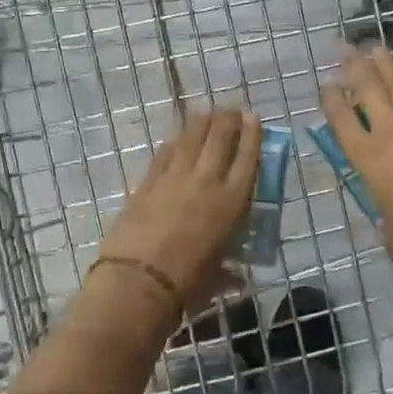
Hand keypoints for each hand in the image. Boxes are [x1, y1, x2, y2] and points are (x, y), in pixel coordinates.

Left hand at [97, 108, 261, 307]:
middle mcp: (206, 181)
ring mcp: (174, 177)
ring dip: (200, 121)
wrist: (139, 280)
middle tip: (232, 110)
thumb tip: (236, 279)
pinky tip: (177, 137)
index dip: (252, 135)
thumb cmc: (187, 283)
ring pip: (190, 138)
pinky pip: (165, 153)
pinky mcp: (147, 182)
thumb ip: (229, 270)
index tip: (254, 118)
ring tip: (206, 112)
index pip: (248, 158)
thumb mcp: (218, 275)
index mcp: (232, 202)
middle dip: (228, 119)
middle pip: (220, 138)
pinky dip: (174, 142)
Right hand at [320, 46, 392, 270]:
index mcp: (369, 161)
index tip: (327, 85)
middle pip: (368, 92)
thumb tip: (384, 223)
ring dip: (387, 64)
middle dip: (354, 69)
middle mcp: (392, 133)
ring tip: (375, 47)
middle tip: (345, 50)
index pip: (342, 123)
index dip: (332, 102)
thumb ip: (384, 222)